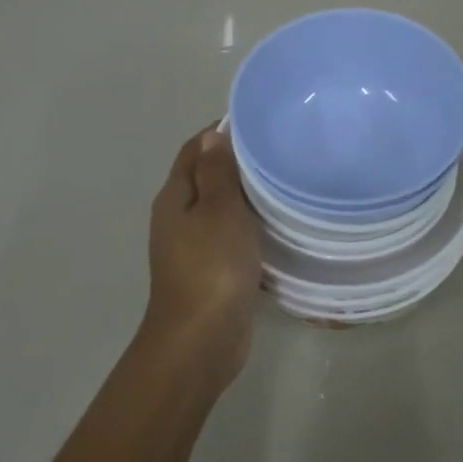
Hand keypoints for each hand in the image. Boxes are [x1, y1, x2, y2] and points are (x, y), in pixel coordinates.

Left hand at [142, 125, 261, 384]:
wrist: (201, 339)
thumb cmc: (211, 267)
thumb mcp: (218, 210)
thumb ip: (216, 172)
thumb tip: (213, 135)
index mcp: (175, 197)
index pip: (195, 149)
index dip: (222, 131)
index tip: (261, 122)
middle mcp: (179, 217)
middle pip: (208, 177)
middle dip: (240, 162)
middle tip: (283, 151)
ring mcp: (194, 246)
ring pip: (223, 208)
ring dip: (248, 196)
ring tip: (288, 182)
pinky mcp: (213, 271)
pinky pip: (233, 236)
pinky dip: (252, 226)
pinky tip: (280, 226)